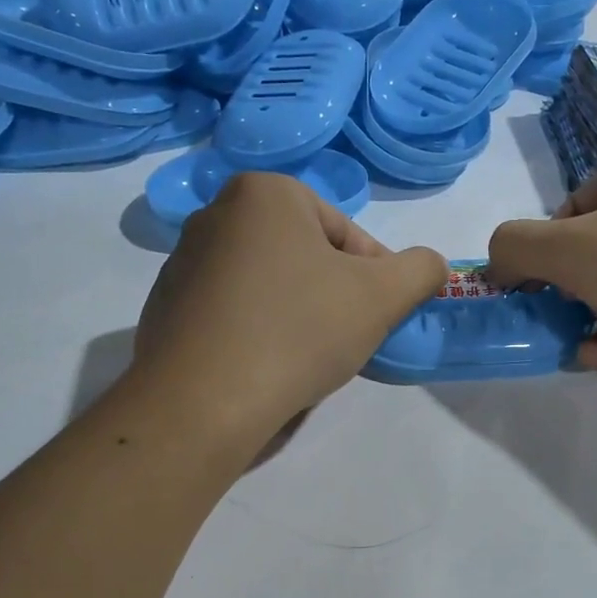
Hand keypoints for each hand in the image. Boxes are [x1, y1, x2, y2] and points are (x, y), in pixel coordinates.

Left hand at [134, 172, 445, 446]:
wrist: (201, 404)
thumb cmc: (298, 331)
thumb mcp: (382, 296)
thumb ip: (421, 270)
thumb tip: (431, 266)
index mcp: (264, 193)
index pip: (345, 233)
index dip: (374, 277)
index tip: (378, 317)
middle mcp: (214, 214)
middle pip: (304, 255)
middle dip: (332, 293)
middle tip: (344, 338)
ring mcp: (182, 263)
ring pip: (268, 284)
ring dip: (296, 313)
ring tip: (305, 358)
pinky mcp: (165, 308)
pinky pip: (231, 312)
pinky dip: (256, 332)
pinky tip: (264, 368)